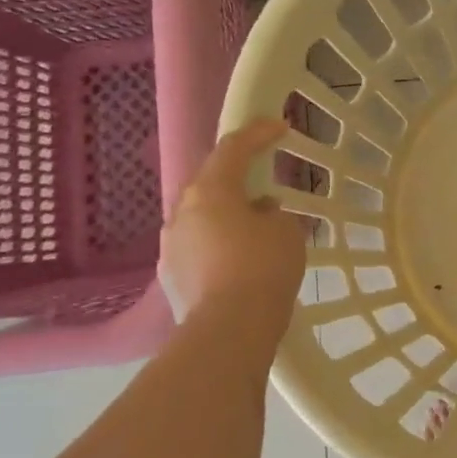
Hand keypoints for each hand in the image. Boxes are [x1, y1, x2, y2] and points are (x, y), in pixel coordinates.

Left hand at [160, 118, 306, 345]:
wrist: (228, 331)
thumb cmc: (263, 269)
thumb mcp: (286, 232)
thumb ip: (274, 214)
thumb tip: (260, 214)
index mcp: (210, 191)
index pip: (233, 148)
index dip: (258, 134)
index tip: (279, 126)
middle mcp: (182, 212)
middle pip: (211, 183)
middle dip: (238, 179)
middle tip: (264, 181)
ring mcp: (170, 246)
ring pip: (202, 218)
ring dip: (228, 215)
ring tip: (255, 227)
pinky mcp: (171, 276)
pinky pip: (198, 247)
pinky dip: (219, 244)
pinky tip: (240, 260)